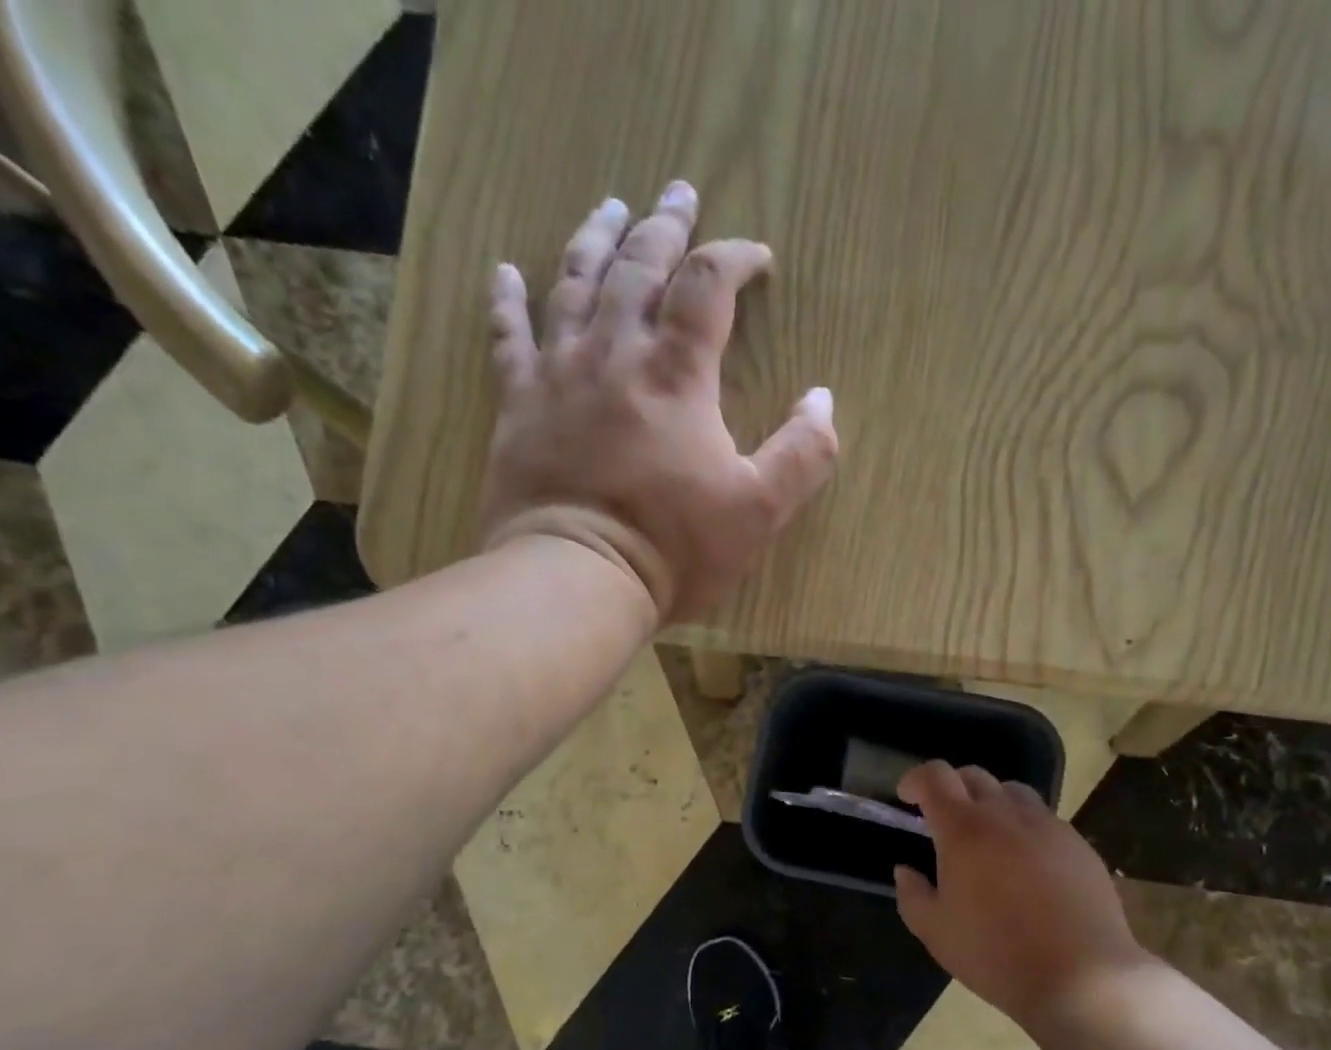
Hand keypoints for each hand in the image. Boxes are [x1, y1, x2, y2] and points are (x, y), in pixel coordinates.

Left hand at [479, 181, 838, 622]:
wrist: (578, 578)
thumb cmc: (674, 547)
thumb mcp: (760, 511)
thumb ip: (802, 454)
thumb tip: (823, 399)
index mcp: (678, 374)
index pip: (708, 285)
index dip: (735, 258)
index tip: (757, 258)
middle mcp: (615, 354)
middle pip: (639, 267)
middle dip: (665, 225)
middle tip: (678, 191)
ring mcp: (559, 374)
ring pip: (575, 284)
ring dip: (595, 239)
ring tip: (610, 208)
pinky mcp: (518, 404)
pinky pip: (509, 337)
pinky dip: (507, 300)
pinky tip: (507, 271)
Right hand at [894, 762, 1149, 1031]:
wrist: (1081, 975)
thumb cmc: (995, 953)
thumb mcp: (936, 932)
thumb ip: (912, 894)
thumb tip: (906, 870)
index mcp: (964, 828)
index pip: (935, 777)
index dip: (916, 779)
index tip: (906, 798)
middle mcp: (1006, 814)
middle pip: (974, 776)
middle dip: (951, 787)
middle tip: (943, 818)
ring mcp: (1048, 825)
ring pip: (1014, 792)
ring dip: (991, 802)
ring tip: (987, 835)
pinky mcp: (1078, 844)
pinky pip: (1044, 820)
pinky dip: (1025, 827)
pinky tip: (1027, 864)